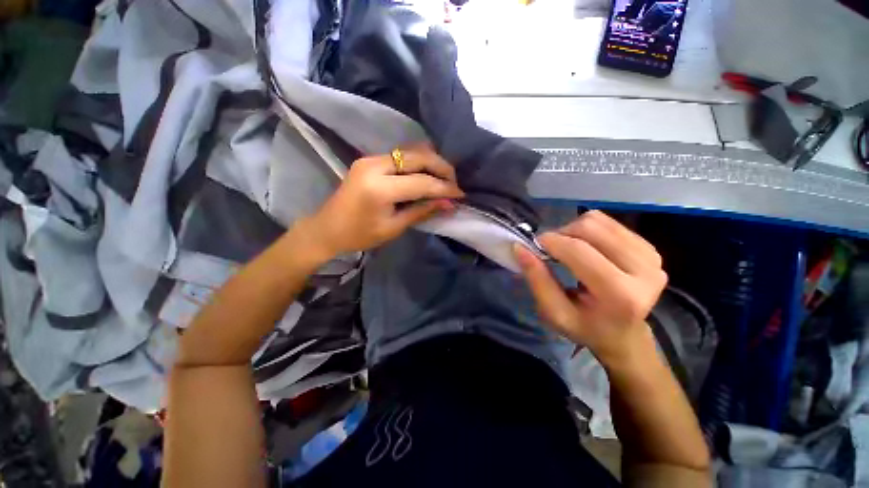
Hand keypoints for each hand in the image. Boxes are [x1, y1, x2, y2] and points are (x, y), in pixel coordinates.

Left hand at [306, 146, 463, 257]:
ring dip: (431, 162)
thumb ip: (422, 211)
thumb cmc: (359, 235)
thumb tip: (448, 204)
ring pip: (410, 151)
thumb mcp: (393, 227)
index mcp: (379, 188)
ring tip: (444, 178)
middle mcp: (375, 165)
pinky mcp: (369, 159)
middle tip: (454, 183)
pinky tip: (426, 174)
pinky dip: (418, 163)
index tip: (460, 195)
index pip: (421, 182)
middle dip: (441, 168)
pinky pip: (401, 155)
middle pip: (418, 157)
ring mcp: (370, 158)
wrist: (327, 228)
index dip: (444, 188)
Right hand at [514, 211, 666, 367]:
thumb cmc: (586, 327)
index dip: (550, 242)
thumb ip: (537, 280)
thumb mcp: (554, 313)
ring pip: (598, 220)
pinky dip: (589, 230)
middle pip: (590, 228)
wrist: (625, 335)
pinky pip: (609, 223)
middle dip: (561, 234)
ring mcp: (651, 256)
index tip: (534, 246)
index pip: (578, 251)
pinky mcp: (650, 247)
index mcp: (621, 295)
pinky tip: (586, 247)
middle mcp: (644, 271)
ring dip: (573, 230)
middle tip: (552, 250)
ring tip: (568, 249)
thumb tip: (520, 248)